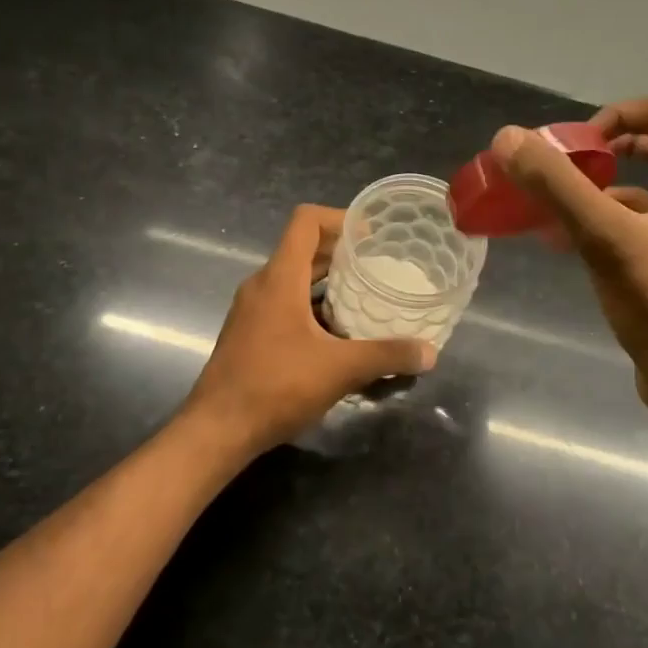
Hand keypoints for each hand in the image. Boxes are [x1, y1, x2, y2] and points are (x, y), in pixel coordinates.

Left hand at [182, 205, 436, 454]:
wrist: (217, 429)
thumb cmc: (275, 386)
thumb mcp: (339, 369)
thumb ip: (386, 356)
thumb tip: (430, 352)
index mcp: (280, 277)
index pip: (306, 221)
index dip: (340, 218)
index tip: (371, 234)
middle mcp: (262, 285)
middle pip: (302, 248)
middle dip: (341, 252)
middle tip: (379, 264)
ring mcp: (252, 310)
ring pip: (294, 279)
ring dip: (327, 281)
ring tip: (364, 295)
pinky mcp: (249, 333)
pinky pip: (285, 303)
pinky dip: (312, 306)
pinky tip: (338, 333)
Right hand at [493, 97, 647, 436]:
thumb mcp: (605, 238)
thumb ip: (558, 185)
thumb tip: (509, 138)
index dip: (617, 115)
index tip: (577, 146)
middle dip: (601, 152)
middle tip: (561, 169)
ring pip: (642, 192)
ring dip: (596, 191)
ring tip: (550, 210)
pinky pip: (637, 228)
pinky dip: (602, 225)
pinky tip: (565, 245)